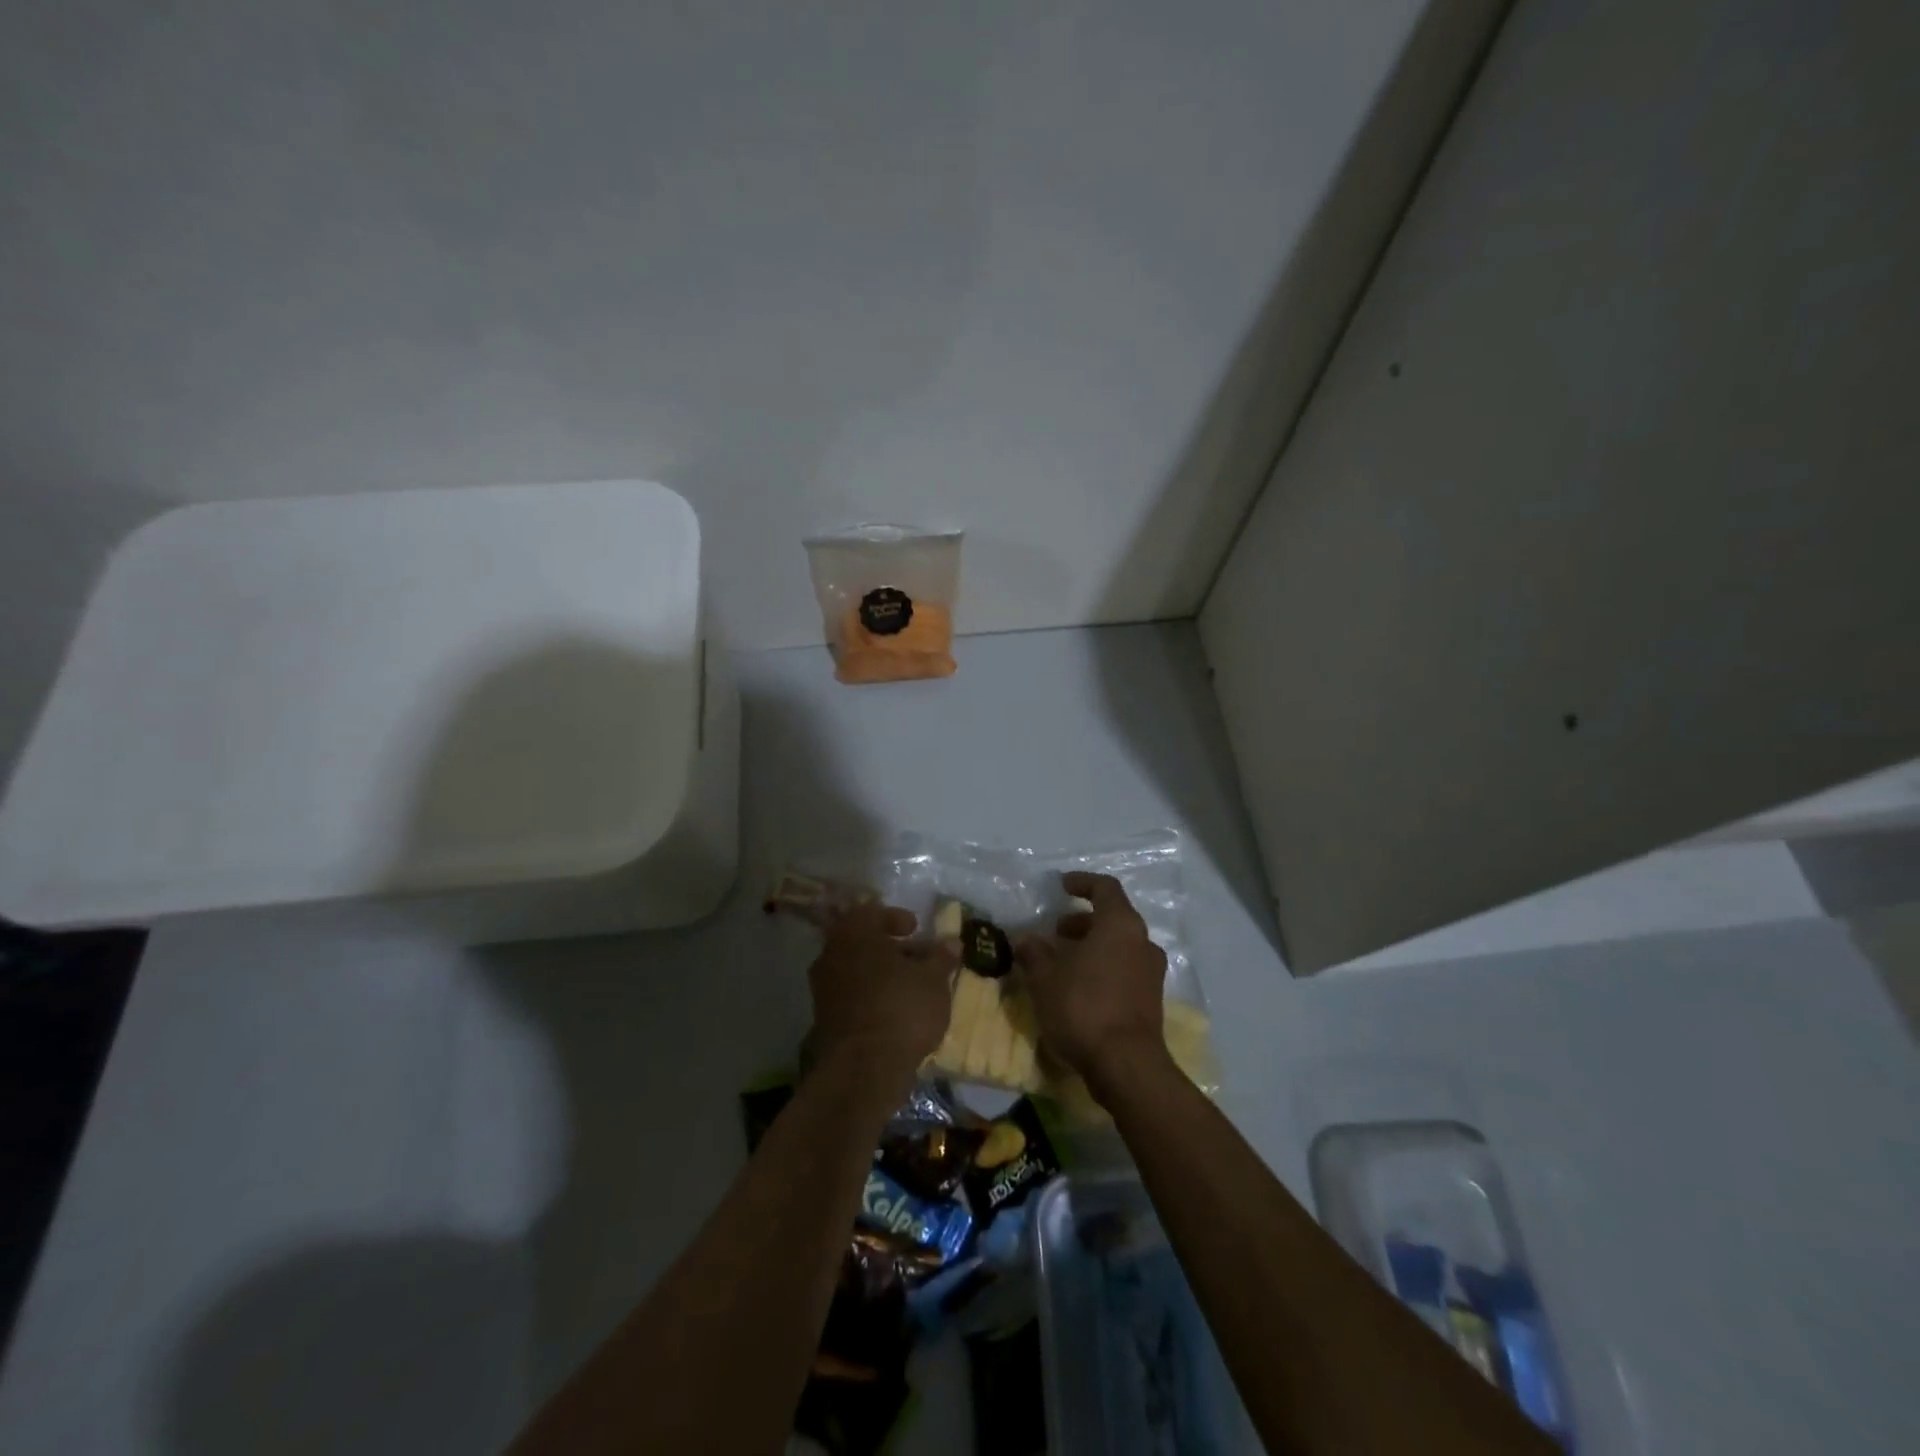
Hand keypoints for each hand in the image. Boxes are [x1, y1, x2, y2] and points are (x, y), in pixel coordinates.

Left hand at [808, 901, 954, 1084]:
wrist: (863, 1068)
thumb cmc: (902, 1009)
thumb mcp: (933, 980)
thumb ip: (941, 957)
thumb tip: (952, 941)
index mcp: (854, 932)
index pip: (871, 912)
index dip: (896, 918)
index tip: (915, 929)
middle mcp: (832, 953)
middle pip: (861, 940)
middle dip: (889, 947)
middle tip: (915, 956)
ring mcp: (823, 986)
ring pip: (855, 967)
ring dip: (880, 972)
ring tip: (909, 985)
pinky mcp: (823, 1017)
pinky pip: (850, 993)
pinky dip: (870, 994)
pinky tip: (893, 1009)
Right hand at [1016, 872, 1170, 1095]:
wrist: (1126, 1065)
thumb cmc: (1084, 1007)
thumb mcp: (1045, 978)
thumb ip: (1034, 952)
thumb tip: (1025, 939)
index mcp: (1120, 924)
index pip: (1105, 888)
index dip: (1082, 882)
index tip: (1061, 886)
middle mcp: (1142, 942)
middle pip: (1113, 918)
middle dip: (1083, 921)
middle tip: (1056, 933)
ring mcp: (1151, 972)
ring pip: (1120, 945)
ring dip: (1092, 946)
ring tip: (1063, 962)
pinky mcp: (1152, 999)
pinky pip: (1125, 969)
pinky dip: (1103, 967)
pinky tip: (1079, 987)